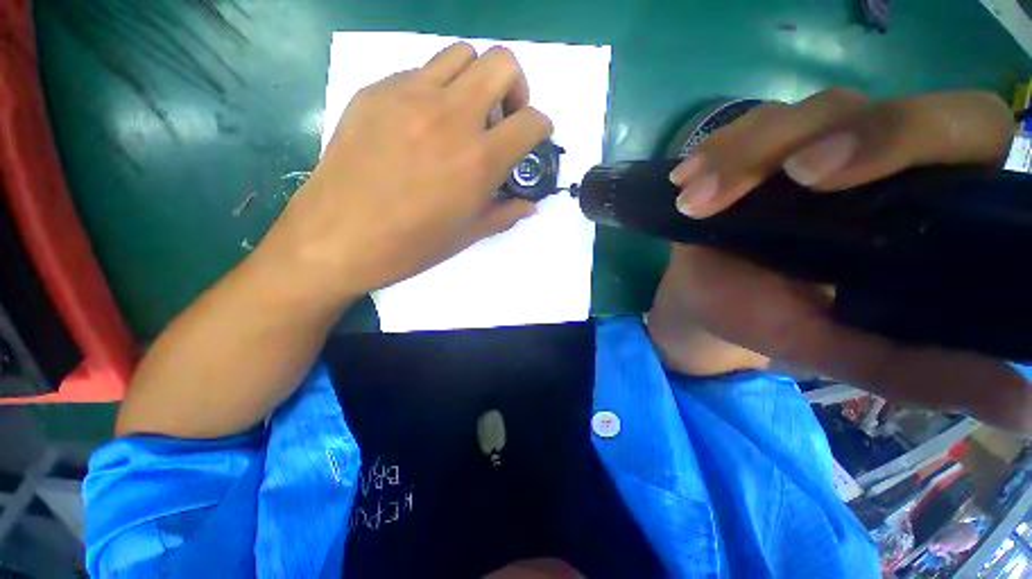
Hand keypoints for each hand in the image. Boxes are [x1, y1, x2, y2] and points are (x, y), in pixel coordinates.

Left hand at [259, 43, 551, 302]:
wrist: (338, 239)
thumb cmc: (411, 246)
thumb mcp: (468, 235)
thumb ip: (505, 213)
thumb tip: (530, 205)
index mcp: (479, 160)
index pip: (532, 121)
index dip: (541, 128)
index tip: (533, 139)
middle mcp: (451, 117)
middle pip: (502, 64)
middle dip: (515, 88)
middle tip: (502, 118)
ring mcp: (409, 96)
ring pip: (461, 55)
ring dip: (475, 81)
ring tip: (464, 116)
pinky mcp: (375, 91)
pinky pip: (419, 72)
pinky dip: (435, 90)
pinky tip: (422, 124)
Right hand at [654, 88, 1031, 432]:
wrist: (705, 300)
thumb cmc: (768, 321)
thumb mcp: (836, 350)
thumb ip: (917, 372)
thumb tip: (1023, 410)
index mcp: (922, 204)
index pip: (963, 130)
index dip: (910, 134)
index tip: (825, 177)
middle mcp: (874, 160)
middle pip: (863, 105)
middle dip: (818, 132)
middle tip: (775, 177)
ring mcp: (809, 146)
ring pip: (794, 114)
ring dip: (740, 156)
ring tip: (695, 203)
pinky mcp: (757, 150)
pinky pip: (741, 130)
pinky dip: (712, 154)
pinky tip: (684, 182)